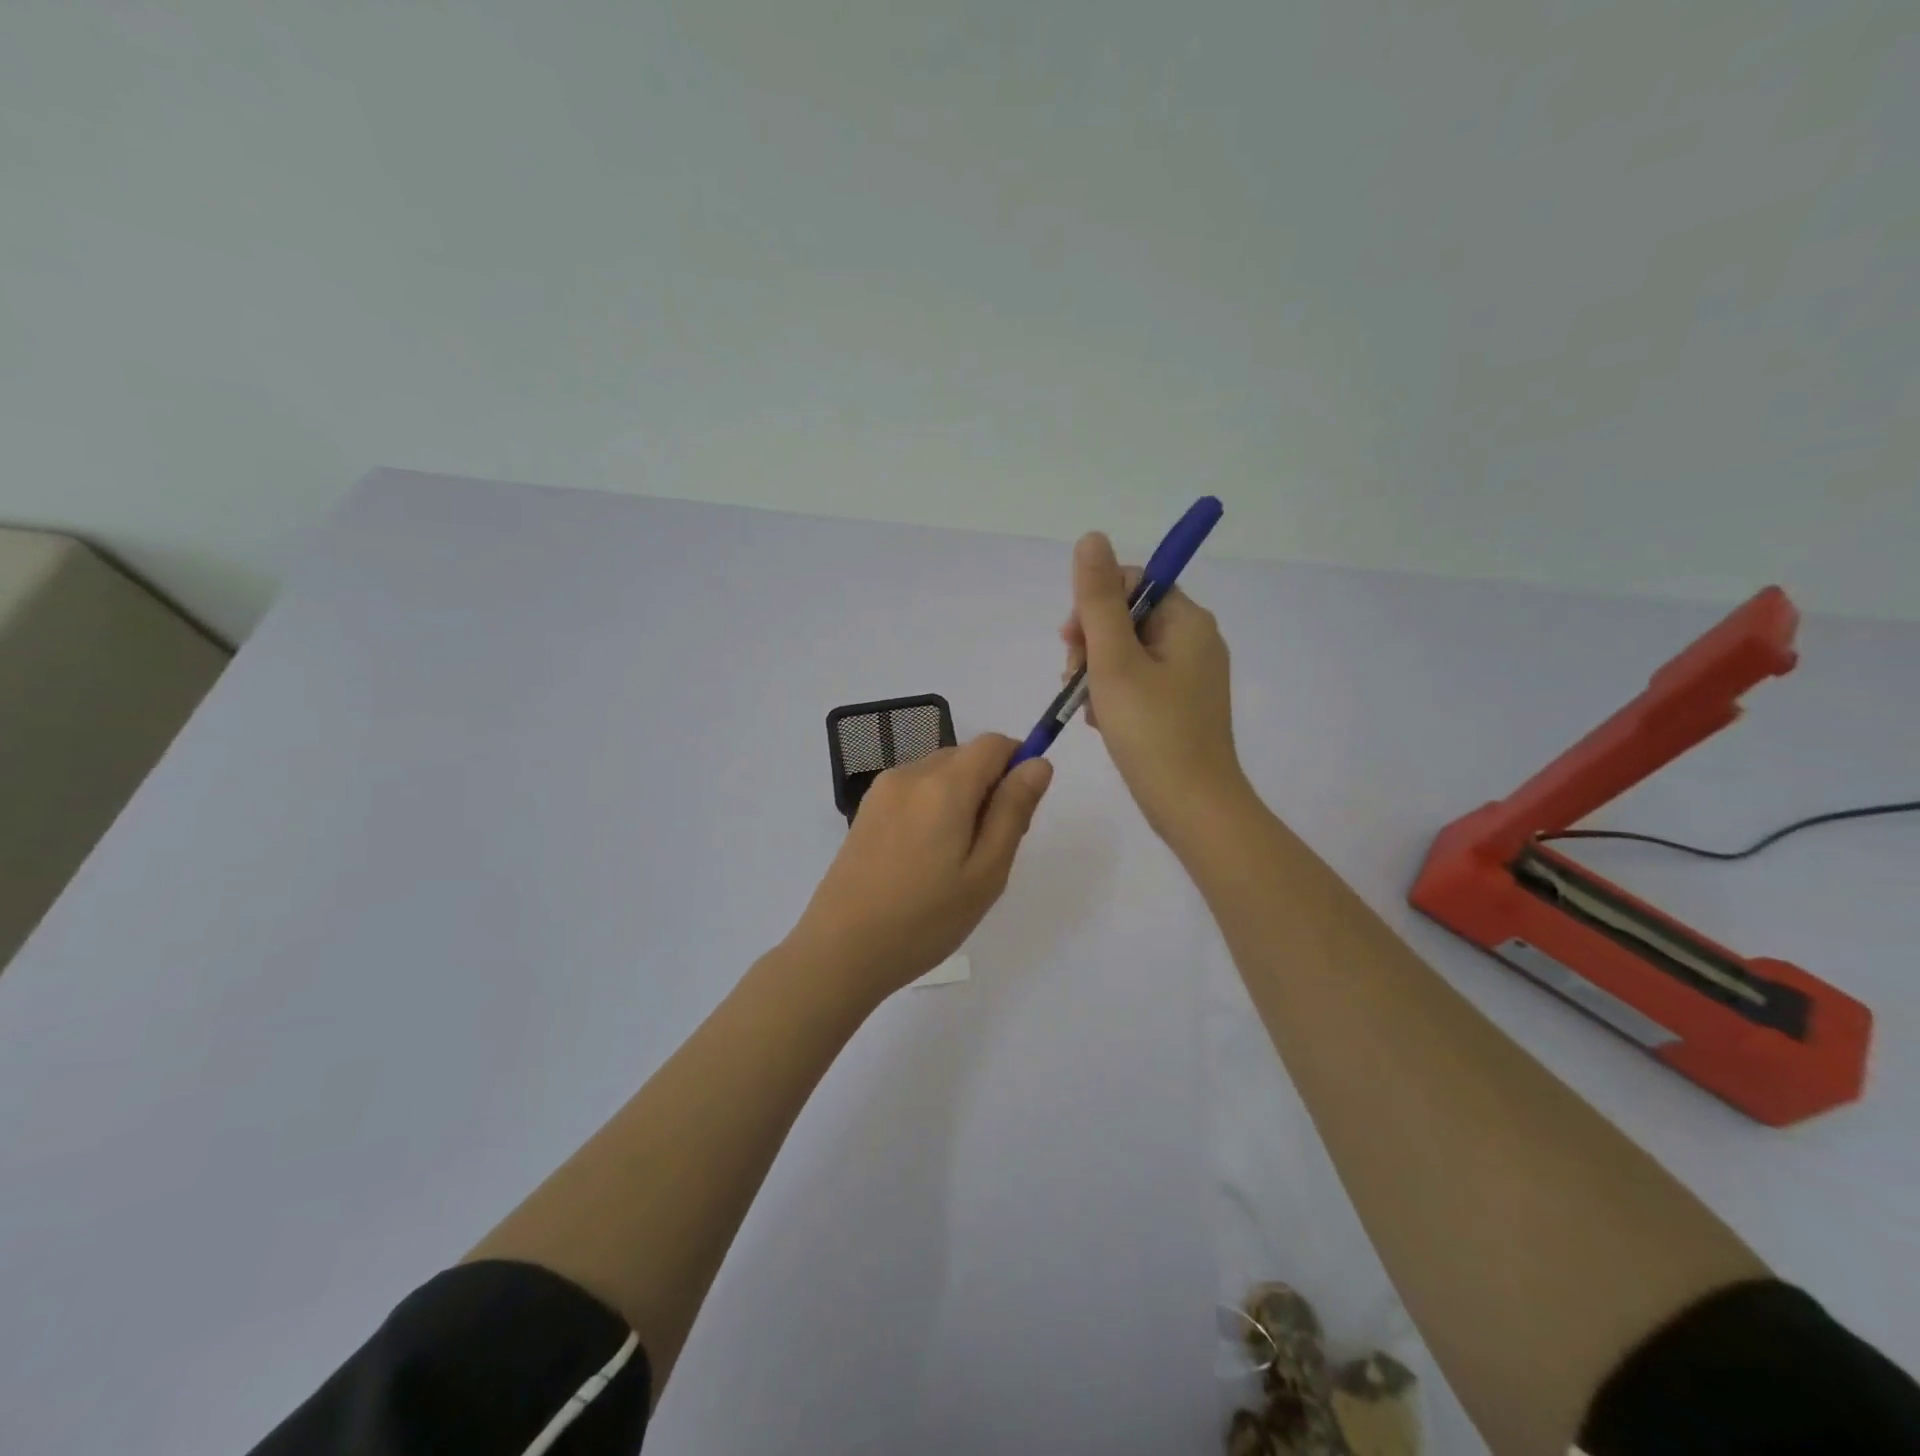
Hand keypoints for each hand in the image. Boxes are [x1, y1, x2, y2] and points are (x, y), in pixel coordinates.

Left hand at [790, 734, 1053, 1001]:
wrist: (841, 950)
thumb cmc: (925, 919)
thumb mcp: (986, 871)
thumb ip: (1014, 810)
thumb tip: (1038, 763)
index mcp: (944, 784)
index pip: (993, 743)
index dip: (1017, 764)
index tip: (1018, 812)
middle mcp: (910, 774)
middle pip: (965, 757)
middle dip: (989, 788)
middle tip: (988, 850)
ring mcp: (882, 791)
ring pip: (939, 775)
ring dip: (960, 800)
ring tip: (953, 862)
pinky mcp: (866, 811)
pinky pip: (914, 792)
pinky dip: (932, 810)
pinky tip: (924, 860)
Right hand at [1061, 531, 1249, 843]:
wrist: (1192, 807)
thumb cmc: (1153, 731)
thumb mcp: (1115, 661)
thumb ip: (1098, 600)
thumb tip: (1091, 537)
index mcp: (1188, 622)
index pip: (1134, 584)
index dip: (1095, 605)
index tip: (1072, 641)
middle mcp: (1195, 641)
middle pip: (1128, 619)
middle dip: (1092, 645)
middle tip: (1075, 680)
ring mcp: (1190, 677)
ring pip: (1127, 654)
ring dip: (1097, 674)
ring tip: (1090, 710)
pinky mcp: (1180, 707)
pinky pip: (1138, 683)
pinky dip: (1114, 696)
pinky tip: (1103, 724)